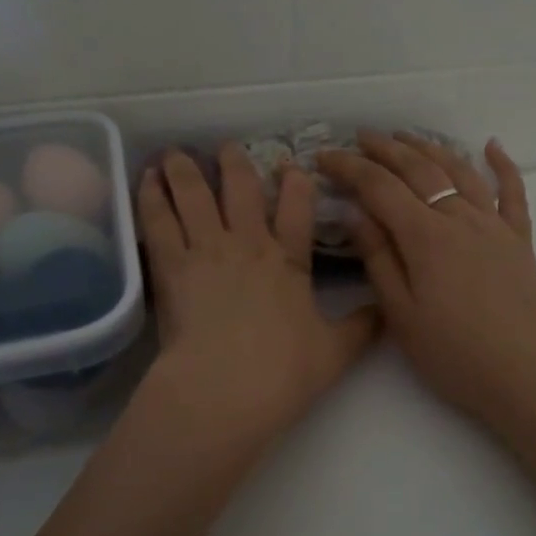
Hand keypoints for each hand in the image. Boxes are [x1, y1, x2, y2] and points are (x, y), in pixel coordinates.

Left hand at [135, 144, 378, 459]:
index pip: (298, 210)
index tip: (293, 165)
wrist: (226, 389)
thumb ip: (362, 327)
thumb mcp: (336, 352)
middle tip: (227, 147)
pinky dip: (152, 197)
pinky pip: (160, 221)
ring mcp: (208, 250)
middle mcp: (249, 244)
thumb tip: (389, 311)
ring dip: (186, 170)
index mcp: (289, 261)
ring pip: (195, 196)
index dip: (297, 184)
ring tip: (175, 153)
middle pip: (242, 190)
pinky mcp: (172, 266)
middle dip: (235, 164)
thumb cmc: (283, 373)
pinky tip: (146, 179)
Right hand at [317, 132, 535, 436]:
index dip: (349, 167)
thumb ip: (379, 258)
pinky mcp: (519, 240)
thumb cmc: (454, 354)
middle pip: (419, 169)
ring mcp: (495, 225)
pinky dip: (503, 165)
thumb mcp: (402, 314)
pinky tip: (492, 146)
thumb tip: (356, 212)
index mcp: (426, 237)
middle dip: (385, 149)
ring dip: (430, 148)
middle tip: (360, 138)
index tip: (324, 156)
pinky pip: (513, 192)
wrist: (525, 377)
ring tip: (407, 137)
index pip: (380, 187)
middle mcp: (460, 218)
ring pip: (459, 171)